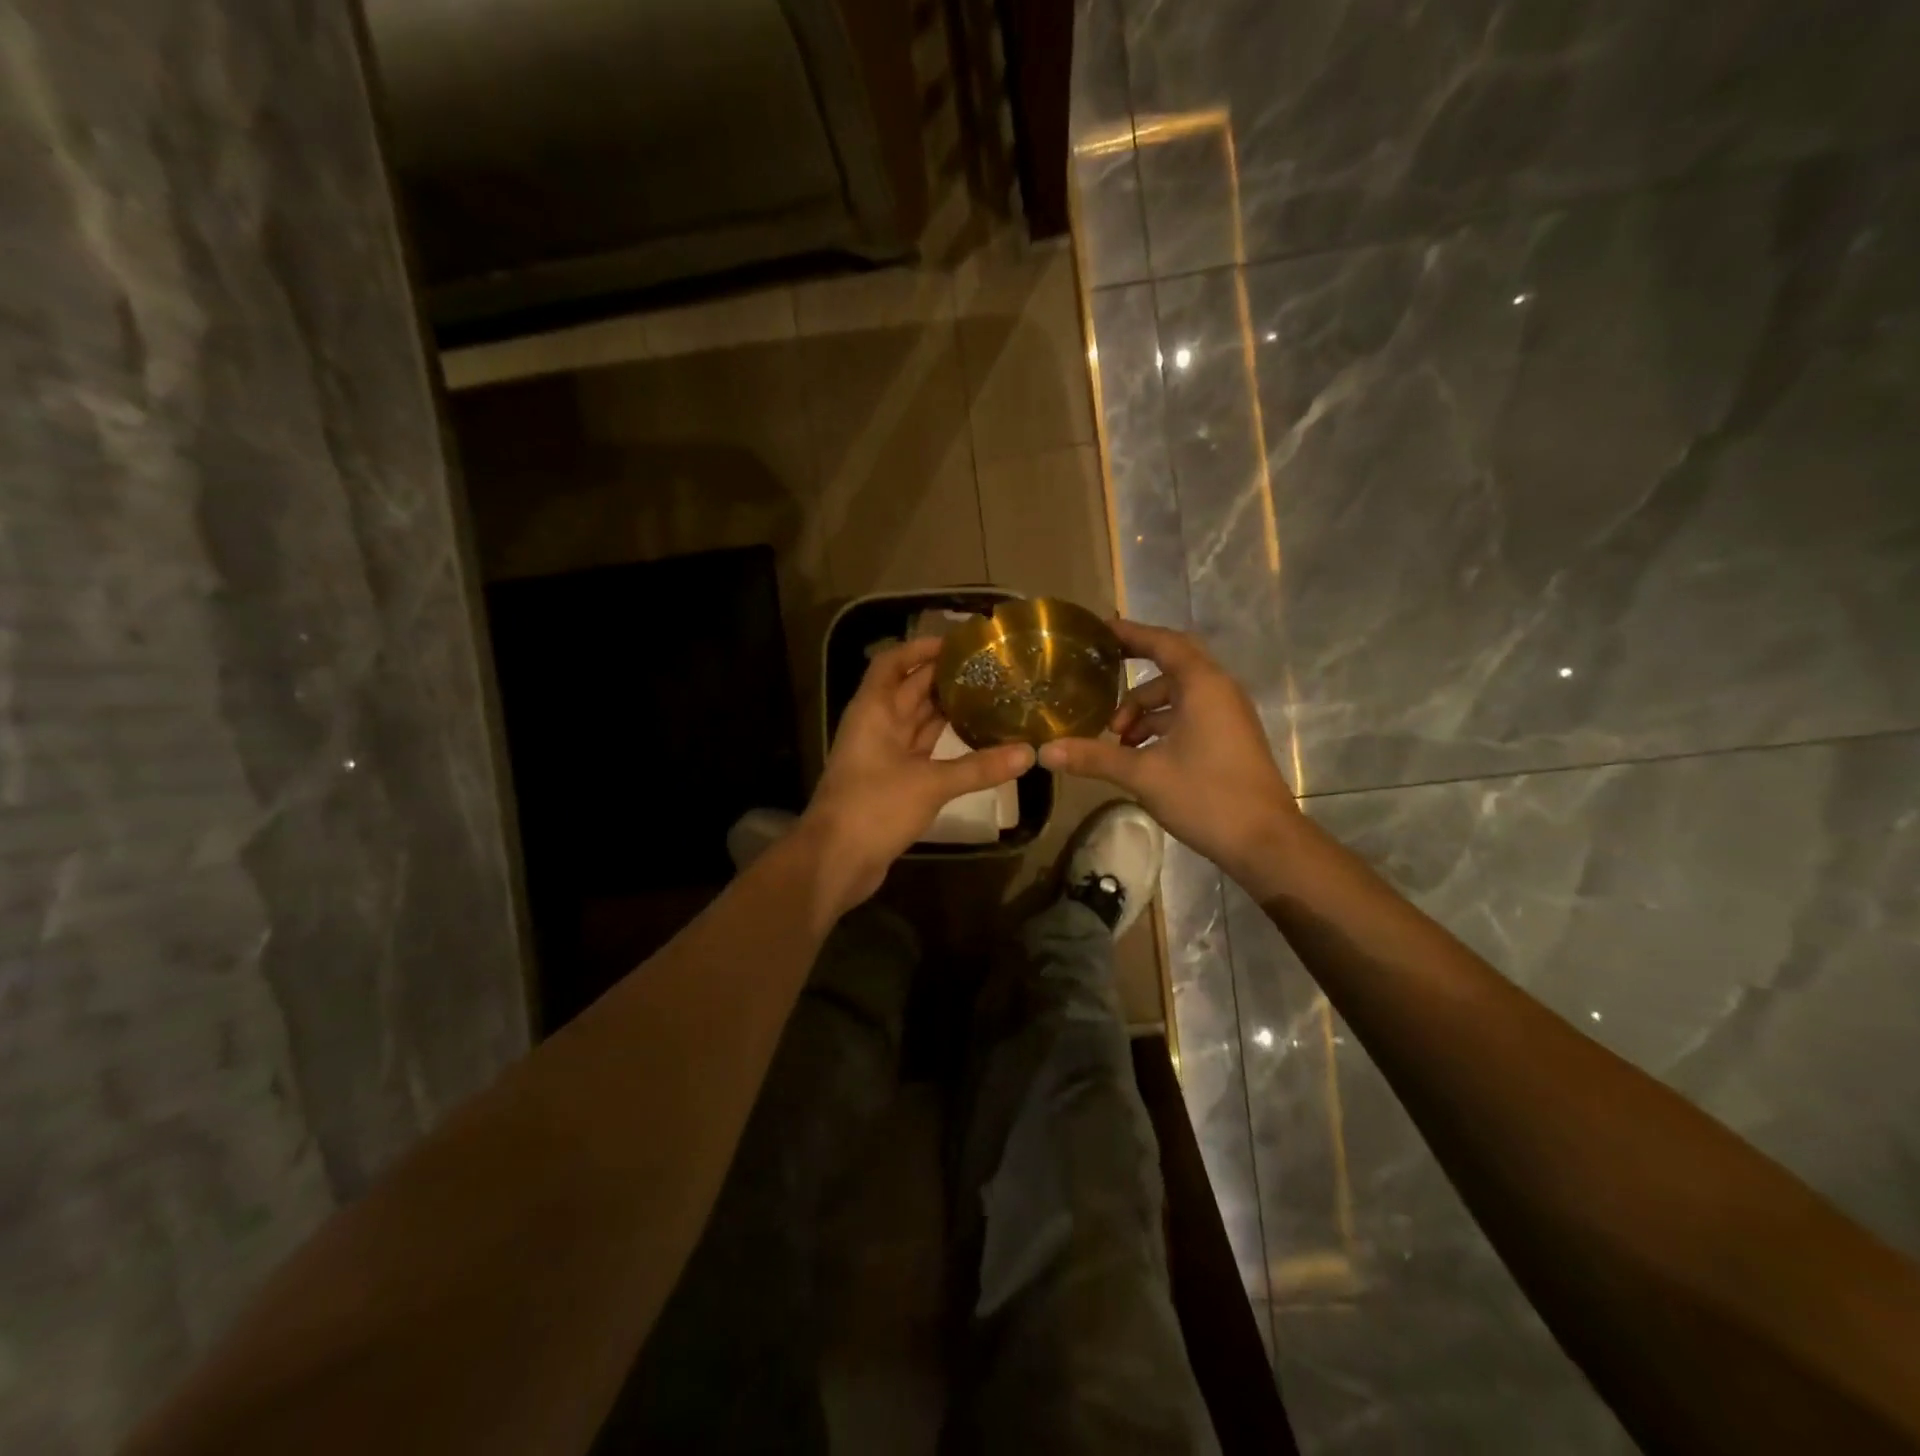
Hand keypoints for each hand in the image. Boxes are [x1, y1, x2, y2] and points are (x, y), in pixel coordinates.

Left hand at [802, 636, 1033, 910]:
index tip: (958, 643)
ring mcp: (884, 755)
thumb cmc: (874, 807)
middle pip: (910, 690)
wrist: (836, 860)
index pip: (892, 663)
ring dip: (948, 710)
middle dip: (944, 678)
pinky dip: (947, 744)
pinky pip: (924, 751)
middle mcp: (877, 726)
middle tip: (989, 669)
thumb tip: (1029, 753)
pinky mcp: (894, 782)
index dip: (920, 648)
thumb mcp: (930, 783)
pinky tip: (977, 739)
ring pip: (919, 722)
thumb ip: (979, 767)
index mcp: (874, 711)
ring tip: (990, 696)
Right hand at [1038, 619, 1298, 888]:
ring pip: (1178, 696)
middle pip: (1172, 664)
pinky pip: (1188, 716)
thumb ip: (1094, 757)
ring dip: (1144, 710)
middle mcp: (1219, 691)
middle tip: (1100, 672)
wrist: (1265, 841)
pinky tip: (1136, 754)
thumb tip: (1044, 752)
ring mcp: (1227, 716)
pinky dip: (1161, 725)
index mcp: (1203, 686)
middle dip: (1135, 668)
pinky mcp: (1228, 739)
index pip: (1163, 643)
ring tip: (1114, 738)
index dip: (1131, 633)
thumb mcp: (1143, 775)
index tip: (1099, 630)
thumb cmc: (1206, 796)